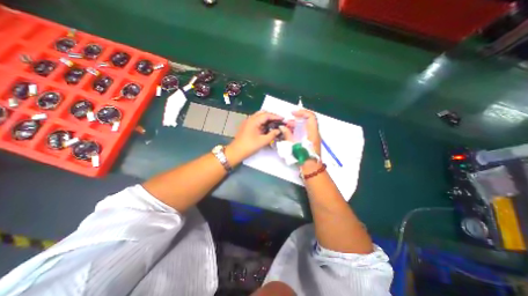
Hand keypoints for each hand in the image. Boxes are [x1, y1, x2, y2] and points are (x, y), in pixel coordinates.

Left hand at [229, 111, 284, 161]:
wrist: (236, 152)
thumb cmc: (249, 146)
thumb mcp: (263, 141)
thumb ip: (272, 134)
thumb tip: (279, 130)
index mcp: (254, 121)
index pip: (266, 115)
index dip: (276, 116)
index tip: (283, 119)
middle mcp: (250, 119)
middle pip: (262, 113)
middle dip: (271, 116)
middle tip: (279, 120)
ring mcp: (248, 123)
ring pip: (259, 117)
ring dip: (267, 119)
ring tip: (275, 123)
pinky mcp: (247, 127)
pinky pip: (256, 121)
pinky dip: (263, 123)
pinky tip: (268, 127)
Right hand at [278, 109, 319, 154]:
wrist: (311, 169)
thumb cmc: (303, 158)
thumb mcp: (293, 146)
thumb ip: (288, 135)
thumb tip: (282, 127)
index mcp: (312, 133)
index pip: (311, 117)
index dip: (302, 112)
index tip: (293, 113)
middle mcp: (314, 133)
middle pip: (307, 121)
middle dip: (296, 120)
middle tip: (286, 123)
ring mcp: (312, 137)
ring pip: (305, 127)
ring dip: (295, 126)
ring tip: (286, 128)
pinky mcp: (309, 141)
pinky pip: (303, 132)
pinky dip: (296, 131)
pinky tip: (289, 134)